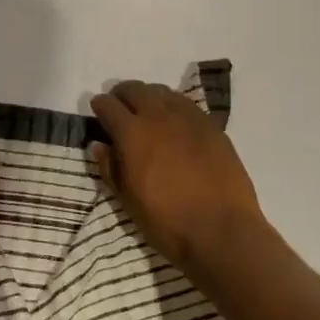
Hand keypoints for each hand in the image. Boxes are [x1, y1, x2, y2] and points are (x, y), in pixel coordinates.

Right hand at [88, 80, 263, 276]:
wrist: (221, 230)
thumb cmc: (167, 221)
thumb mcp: (128, 200)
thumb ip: (110, 168)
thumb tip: (99, 145)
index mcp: (133, 133)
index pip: (108, 105)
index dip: (100, 106)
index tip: (98, 112)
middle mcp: (159, 115)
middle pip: (135, 89)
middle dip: (122, 95)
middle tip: (119, 108)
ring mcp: (189, 117)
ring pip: (162, 92)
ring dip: (148, 97)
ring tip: (146, 112)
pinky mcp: (212, 124)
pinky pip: (185, 104)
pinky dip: (172, 105)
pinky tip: (173, 121)